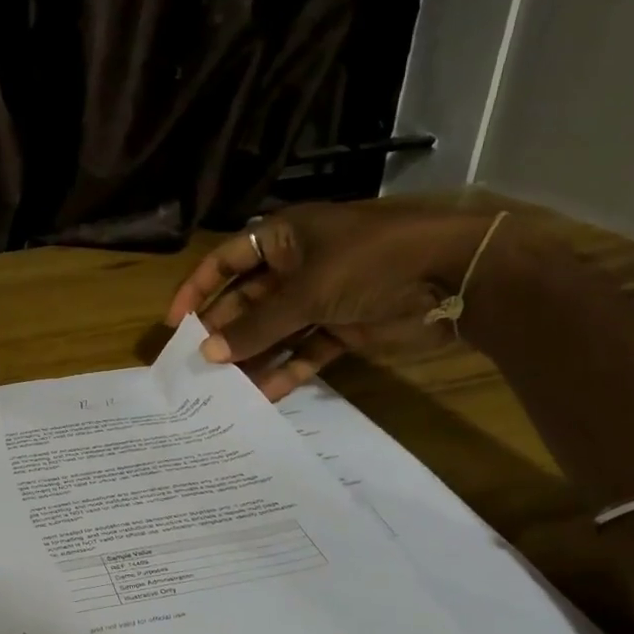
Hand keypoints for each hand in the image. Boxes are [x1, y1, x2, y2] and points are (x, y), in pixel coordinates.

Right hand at [165, 201, 510, 400]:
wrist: (457, 276)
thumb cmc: (372, 262)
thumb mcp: (306, 291)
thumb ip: (257, 325)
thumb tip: (208, 352)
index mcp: (283, 238)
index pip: (226, 260)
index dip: (198, 289)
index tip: (176, 324)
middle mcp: (296, 266)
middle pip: (247, 301)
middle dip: (225, 331)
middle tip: (197, 366)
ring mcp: (320, 299)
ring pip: (274, 331)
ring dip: (252, 356)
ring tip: (223, 388)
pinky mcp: (343, 328)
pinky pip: (304, 351)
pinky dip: (286, 370)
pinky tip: (263, 395)